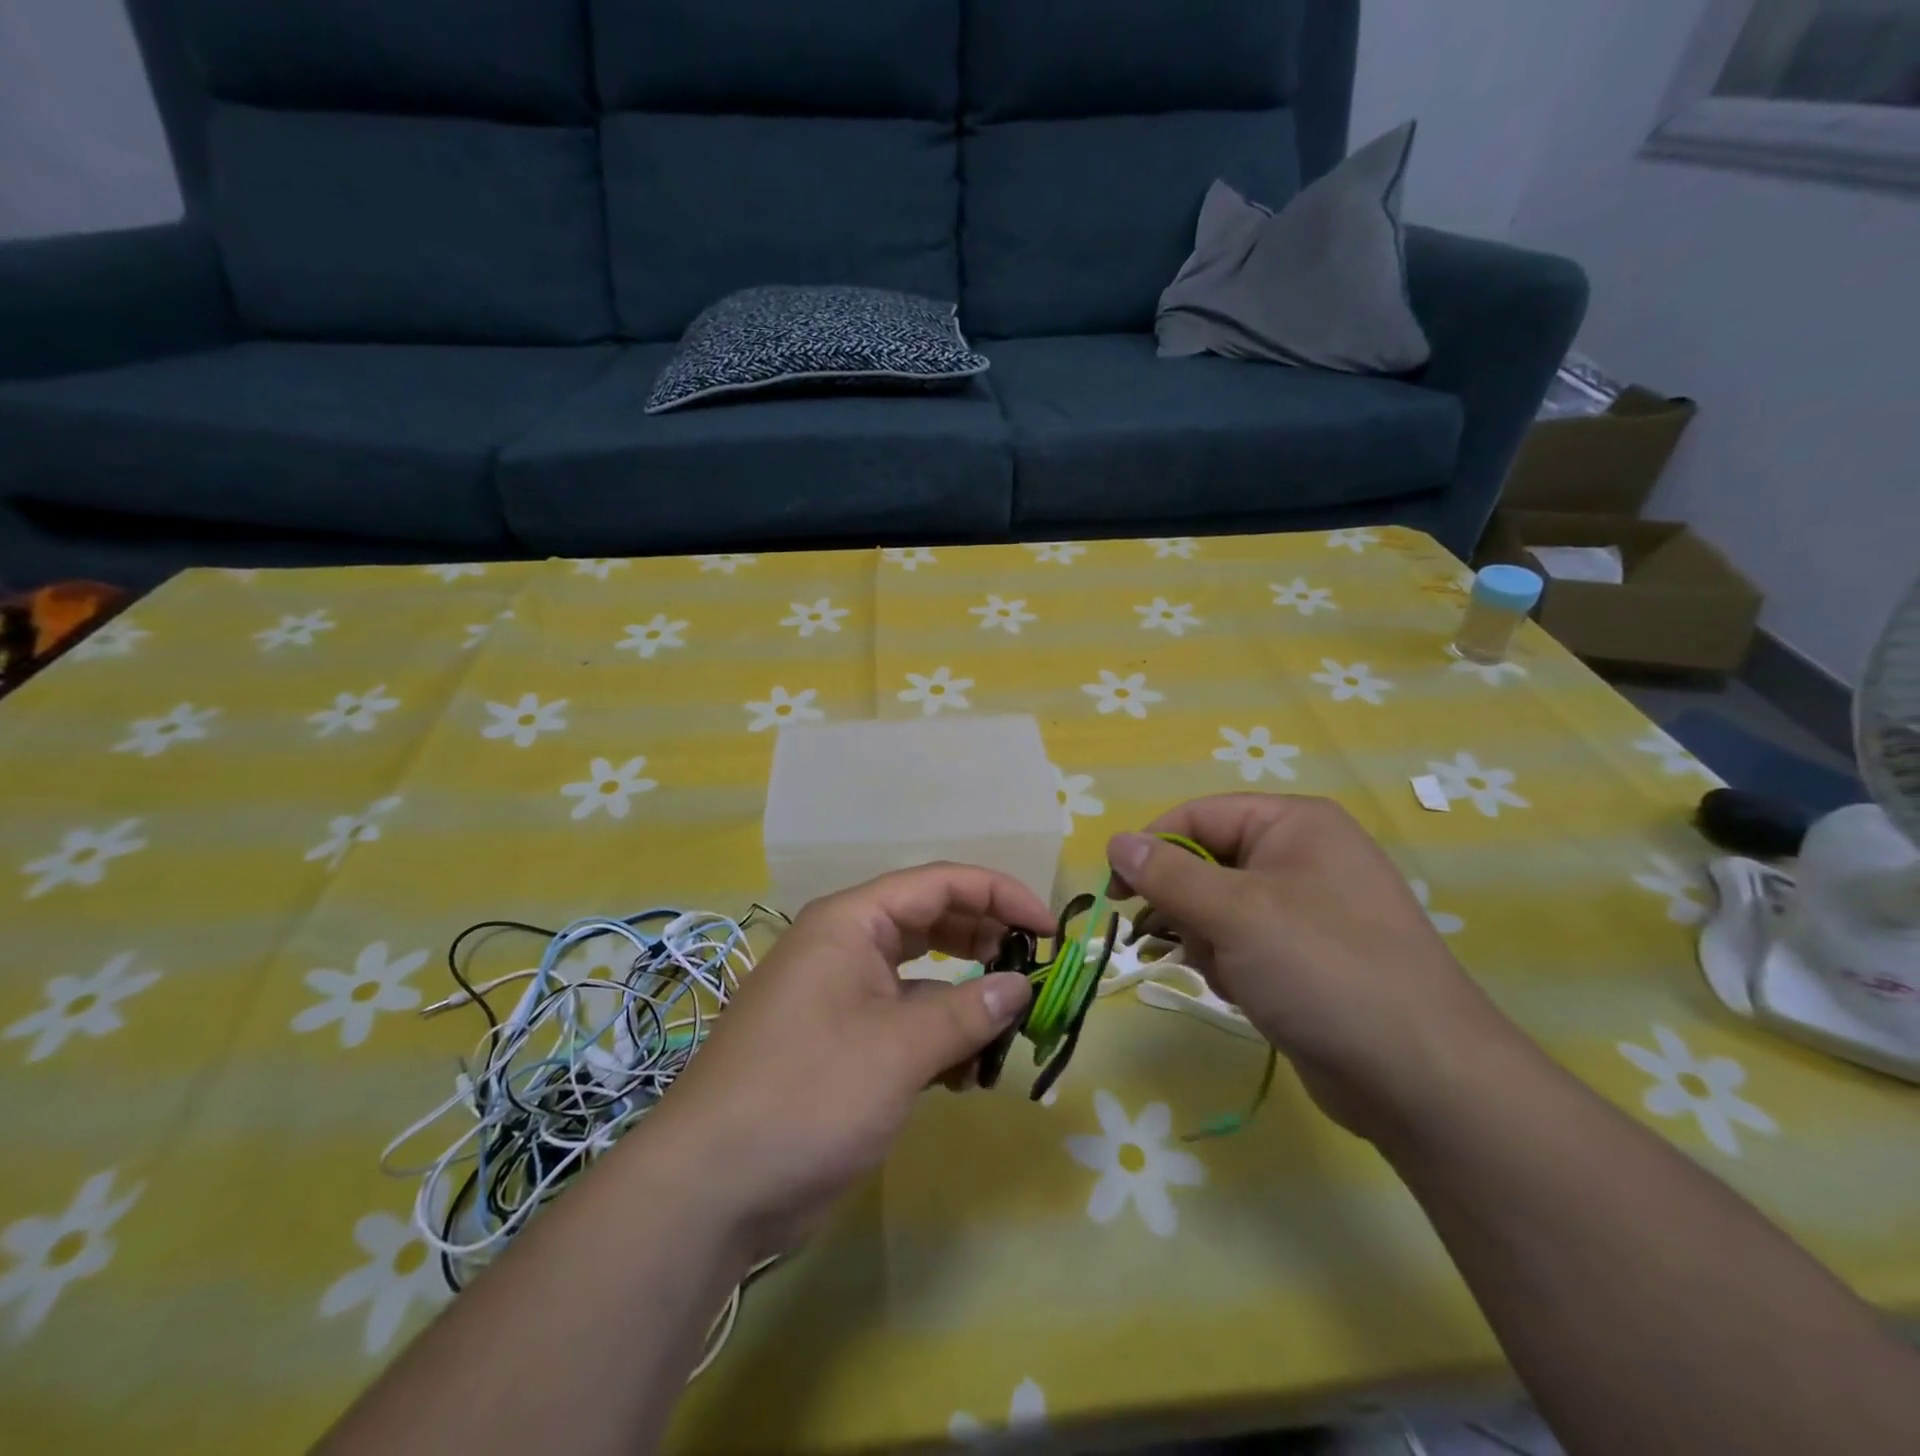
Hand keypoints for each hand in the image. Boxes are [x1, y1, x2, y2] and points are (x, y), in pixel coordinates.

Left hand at [642, 864, 1045, 1252]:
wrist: (711, 1188)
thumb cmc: (807, 1094)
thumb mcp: (898, 1049)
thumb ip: (967, 1011)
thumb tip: (1021, 986)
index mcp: (851, 923)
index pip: (939, 884)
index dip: (1000, 895)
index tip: (1049, 929)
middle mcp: (845, 947)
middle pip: (931, 922)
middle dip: (985, 941)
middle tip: (1034, 971)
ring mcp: (841, 996)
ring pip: (921, 976)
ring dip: (966, 997)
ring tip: (1007, 1027)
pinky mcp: (842, 1042)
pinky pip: (905, 1020)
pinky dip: (939, 1036)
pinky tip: (966, 1072)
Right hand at [1107, 795, 1522, 1140]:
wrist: (1421, 1078)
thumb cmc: (1322, 969)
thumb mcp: (1234, 914)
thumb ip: (1167, 874)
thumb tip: (1115, 841)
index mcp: (1293, 824)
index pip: (1198, 816)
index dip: (1152, 848)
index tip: (1115, 894)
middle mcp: (1302, 855)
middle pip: (1207, 862)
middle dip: (1189, 907)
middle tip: (1192, 942)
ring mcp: (1308, 907)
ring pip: (1218, 907)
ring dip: (1209, 941)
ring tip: (1233, 975)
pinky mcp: (1307, 954)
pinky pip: (1243, 941)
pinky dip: (1232, 965)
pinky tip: (1249, 994)